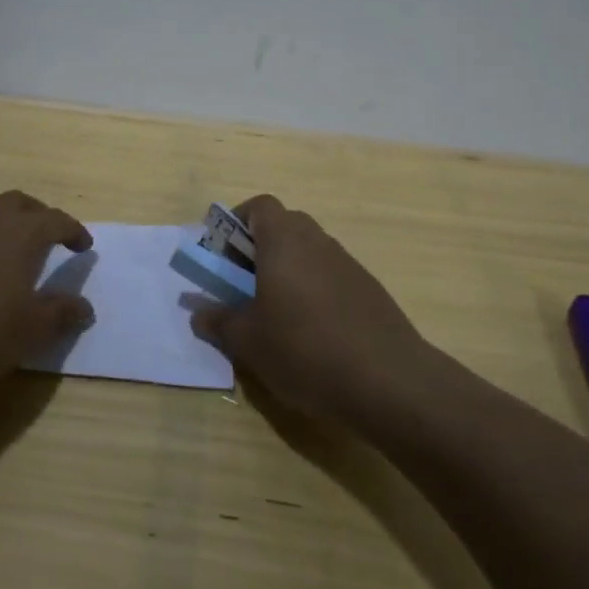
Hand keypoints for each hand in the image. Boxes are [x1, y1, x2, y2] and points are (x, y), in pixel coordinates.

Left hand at [0, 191, 95, 398]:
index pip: (56, 220)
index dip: (74, 232)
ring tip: (17, 255)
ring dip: (9, 226)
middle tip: (52, 240)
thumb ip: (62, 314)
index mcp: (21, 232)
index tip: (84, 247)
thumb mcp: (31, 330)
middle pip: (22, 204)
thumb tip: (85, 308)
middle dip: (41, 217)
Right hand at [191, 195, 424, 420]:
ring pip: (307, 253)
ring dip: (286, 272)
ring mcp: (347, 264)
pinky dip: (313, 291)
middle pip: (283, 226)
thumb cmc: (304, 349)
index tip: (222, 254)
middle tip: (242, 285)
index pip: (258, 206)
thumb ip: (218, 321)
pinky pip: (330, 277)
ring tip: (274, 315)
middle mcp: (317, 240)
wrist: (389, 381)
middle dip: (258, 249)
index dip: (236, 222)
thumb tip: (198, 312)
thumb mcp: (248, 341)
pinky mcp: (369, 290)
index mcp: (284, 239)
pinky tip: (310, 334)